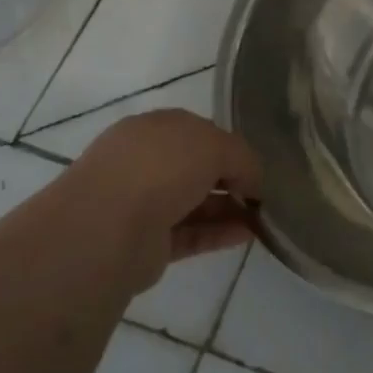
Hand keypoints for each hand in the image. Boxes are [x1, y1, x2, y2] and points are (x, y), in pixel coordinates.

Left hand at [64, 109, 262, 293]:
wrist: (108, 227)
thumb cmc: (160, 168)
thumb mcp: (216, 145)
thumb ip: (243, 158)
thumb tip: (253, 183)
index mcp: (153, 129)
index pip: (198, 133)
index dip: (230, 146)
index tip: (257, 165)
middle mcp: (144, 163)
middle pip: (196, 169)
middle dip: (230, 179)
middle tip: (263, 193)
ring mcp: (143, 204)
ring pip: (194, 203)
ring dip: (229, 209)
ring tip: (264, 217)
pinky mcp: (147, 243)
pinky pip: (191, 234)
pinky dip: (219, 234)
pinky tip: (249, 235)